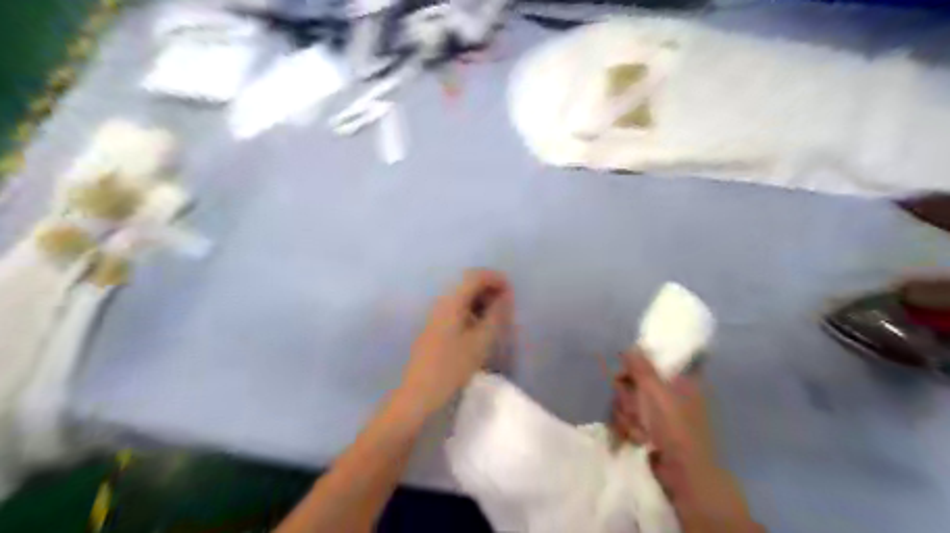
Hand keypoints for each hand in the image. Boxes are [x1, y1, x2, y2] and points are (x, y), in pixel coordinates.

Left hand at [397, 274, 511, 417]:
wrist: (418, 396)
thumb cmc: (451, 368)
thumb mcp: (480, 342)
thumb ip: (495, 316)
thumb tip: (505, 296)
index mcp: (451, 302)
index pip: (475, 276)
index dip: (495, 279)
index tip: (512, 293)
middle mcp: (441, 303)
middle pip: (467, 285)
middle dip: (490, 290)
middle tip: (507, 308)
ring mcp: (436, 317)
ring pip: (463, 299)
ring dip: (482, 303)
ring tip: (498, 320)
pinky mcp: (435, 330)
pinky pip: (458, 312)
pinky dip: (473, 314)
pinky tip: (481, 331)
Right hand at [613, 352, 761, 530]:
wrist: (683, 475)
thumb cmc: (674, 427)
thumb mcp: (656, 391)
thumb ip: (641, 367)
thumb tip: (630, 346)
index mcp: (681, 380)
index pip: (657, 360)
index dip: (639, 364)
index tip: (627, 372)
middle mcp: (670, 393)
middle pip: (634, 381)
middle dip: (627, 396)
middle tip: (632, 406)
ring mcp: (659, 413)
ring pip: (627, 401)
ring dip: (627, 416)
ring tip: (638, 431)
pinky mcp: (648, 429)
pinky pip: (628, 419)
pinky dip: (628, 429)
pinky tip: (636, 440)